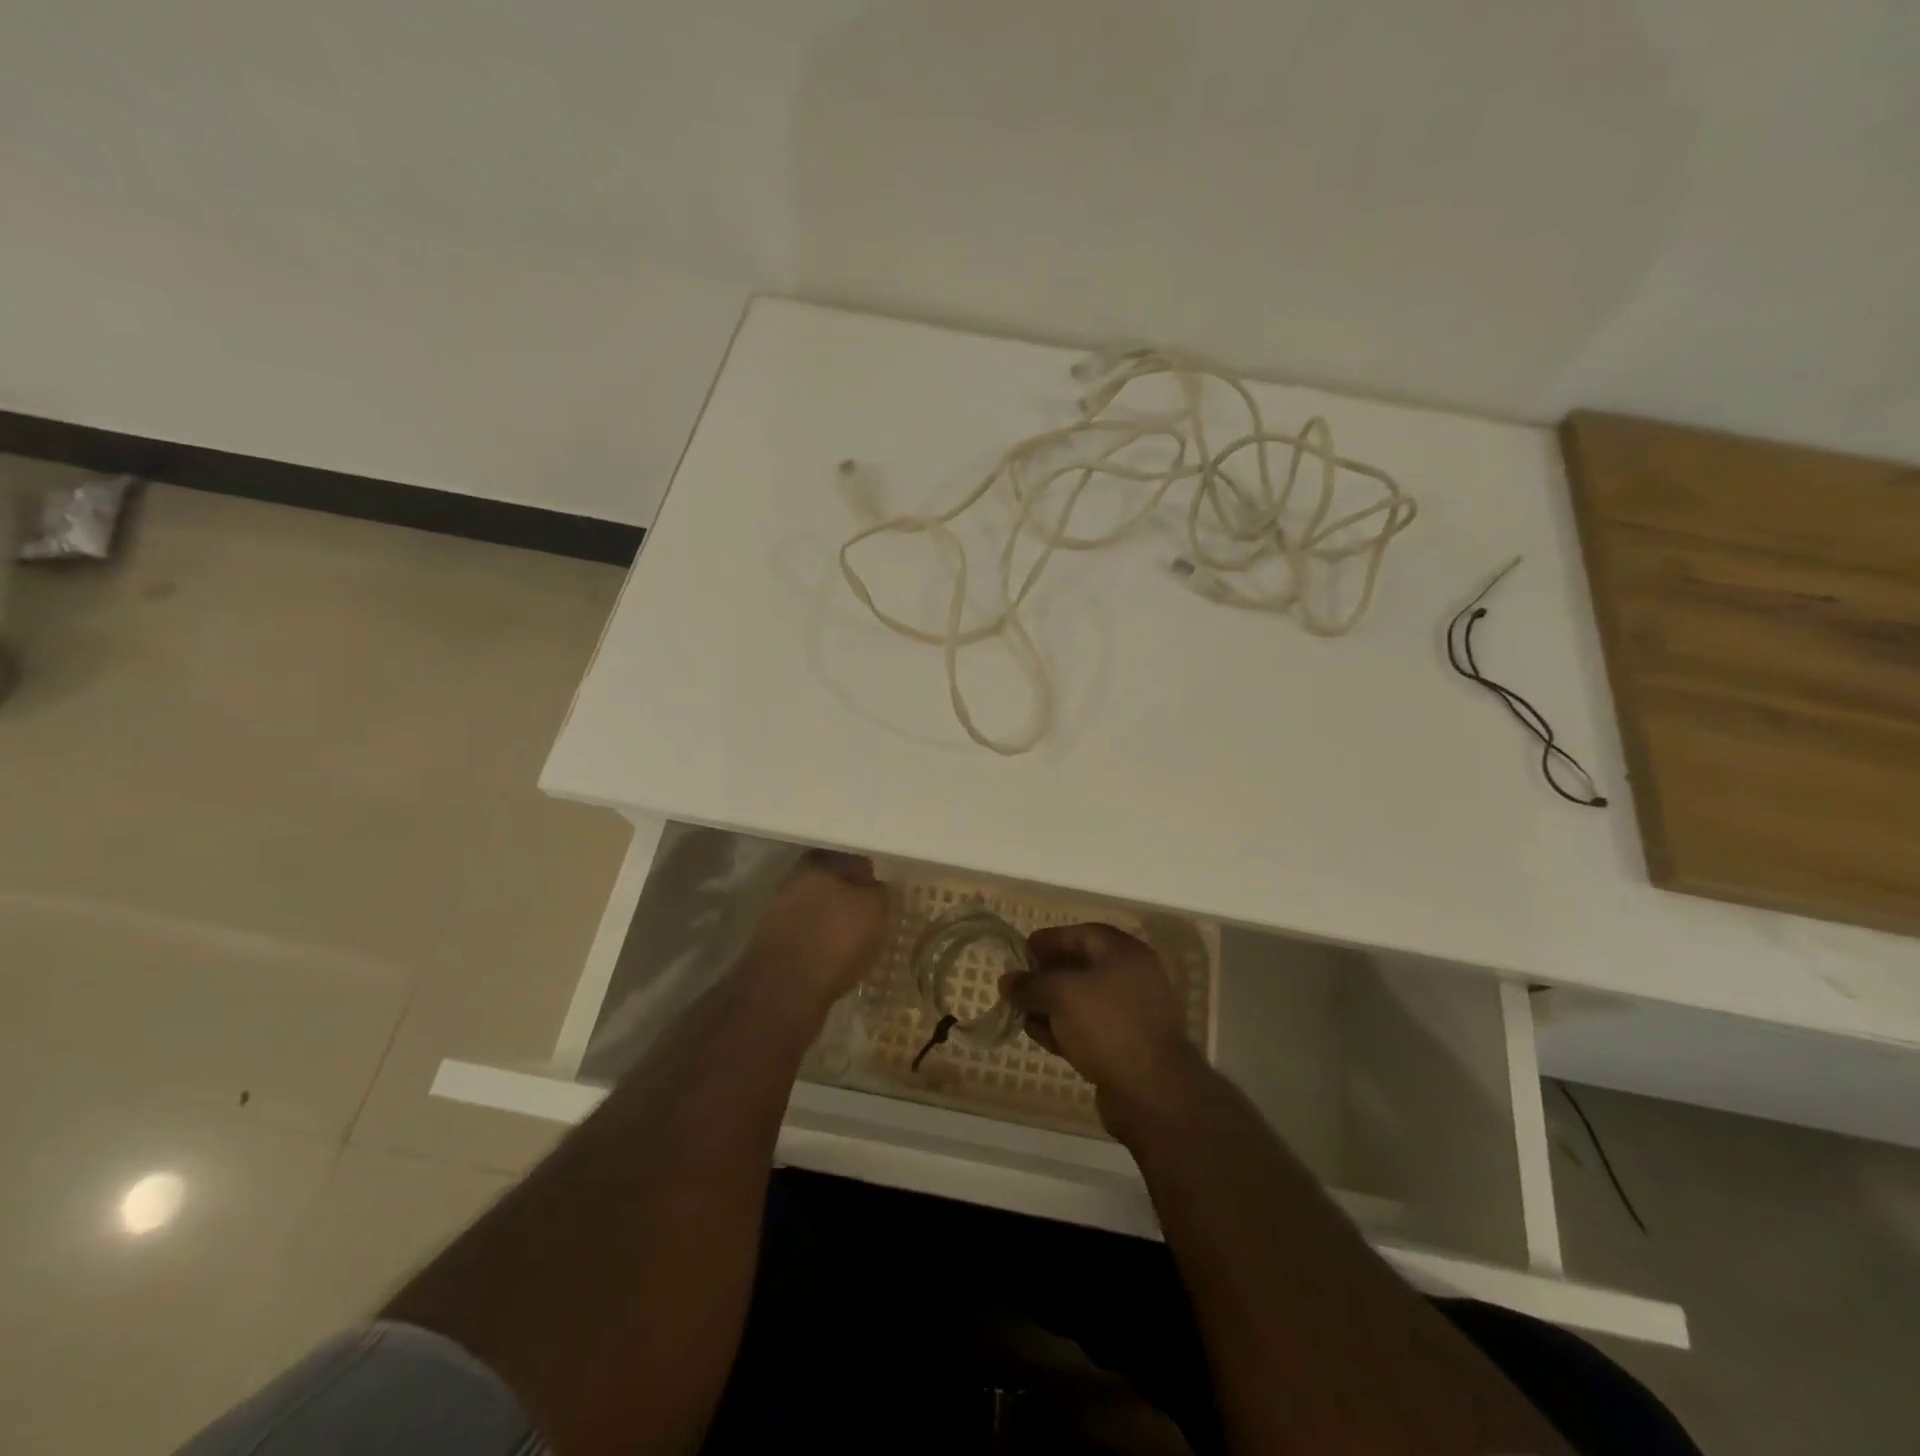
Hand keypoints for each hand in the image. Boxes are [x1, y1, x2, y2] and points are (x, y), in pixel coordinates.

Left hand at [739, 851, 890, 1017]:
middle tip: (872, 920)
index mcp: (816, 863)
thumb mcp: (874, 909)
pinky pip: (807, 937)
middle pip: (832, 886)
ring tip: (855, 944)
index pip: (851, 860)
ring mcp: (779, 913)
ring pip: (818, 912)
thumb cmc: (835, 940)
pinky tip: (835, 961)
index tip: (882, 895)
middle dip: (850, 899)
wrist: (784, 992)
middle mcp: (794, 881)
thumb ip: (877, 891)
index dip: (869, 876)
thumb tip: (873, 888)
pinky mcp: (773, 944)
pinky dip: (821, 945)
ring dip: (834, 924)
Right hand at [1000, 924, 1206, 1129]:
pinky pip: (1089, 1028)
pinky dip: (1064, 1027)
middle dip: (1047, 975)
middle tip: (1018, 983)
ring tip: (1021, 1011)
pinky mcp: (1126, 1047)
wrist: (1152, 1091)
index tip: (1021, 951)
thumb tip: (1006, 980)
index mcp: (1125, 954)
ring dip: (1051, 1004)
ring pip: (1083, 1001)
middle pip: (1082, 967)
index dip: (1050, 939)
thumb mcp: (1061, 995)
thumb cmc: (1107, 1025)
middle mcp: (1132, 979)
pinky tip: (1038, 1035)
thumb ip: (1030, 984)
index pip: (1082, 934)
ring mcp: (1131, 1015)